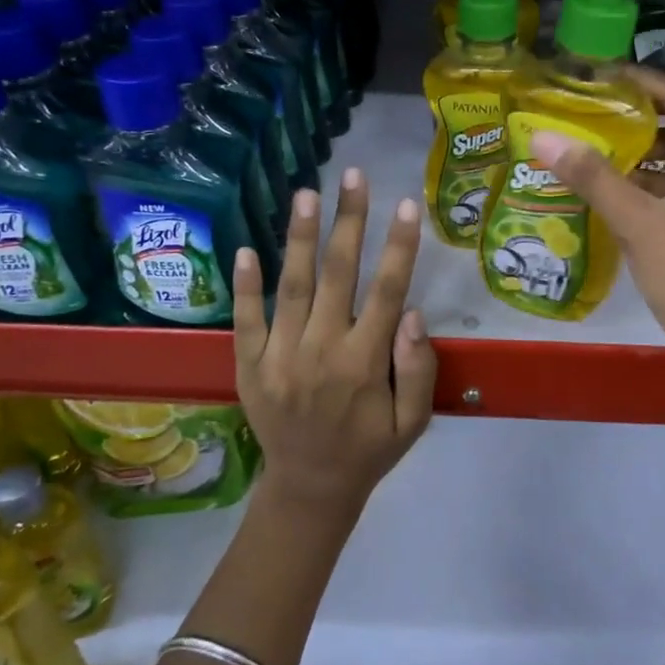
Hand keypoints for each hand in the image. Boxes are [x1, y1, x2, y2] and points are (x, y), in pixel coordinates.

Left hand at [232, 169, 436, 515]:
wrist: (309, 488)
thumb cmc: (369, 450)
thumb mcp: (413, 423)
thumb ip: (418, 369)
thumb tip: (411, 314)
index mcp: (364, 364)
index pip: (386, 292)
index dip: (399, 247)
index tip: (406, 204)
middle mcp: (321, 351)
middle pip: (338, 275)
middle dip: (349, 221)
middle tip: (354, 175)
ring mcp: (280, 356)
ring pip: (293, 286)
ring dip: (300, 237)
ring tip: (306, 193)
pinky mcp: (250, 365)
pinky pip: (246, 319)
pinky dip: (246, 284)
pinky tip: (246, 248)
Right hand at [529, 68, 664, 413]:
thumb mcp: (640, 225)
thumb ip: (593, 177)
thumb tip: (542, 136)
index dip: (644, 80)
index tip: (600, 75)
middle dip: (641, 111)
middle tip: (593, 105)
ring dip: (646, 146)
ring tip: (597, 139)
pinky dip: (655, 176)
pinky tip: (618, 184)